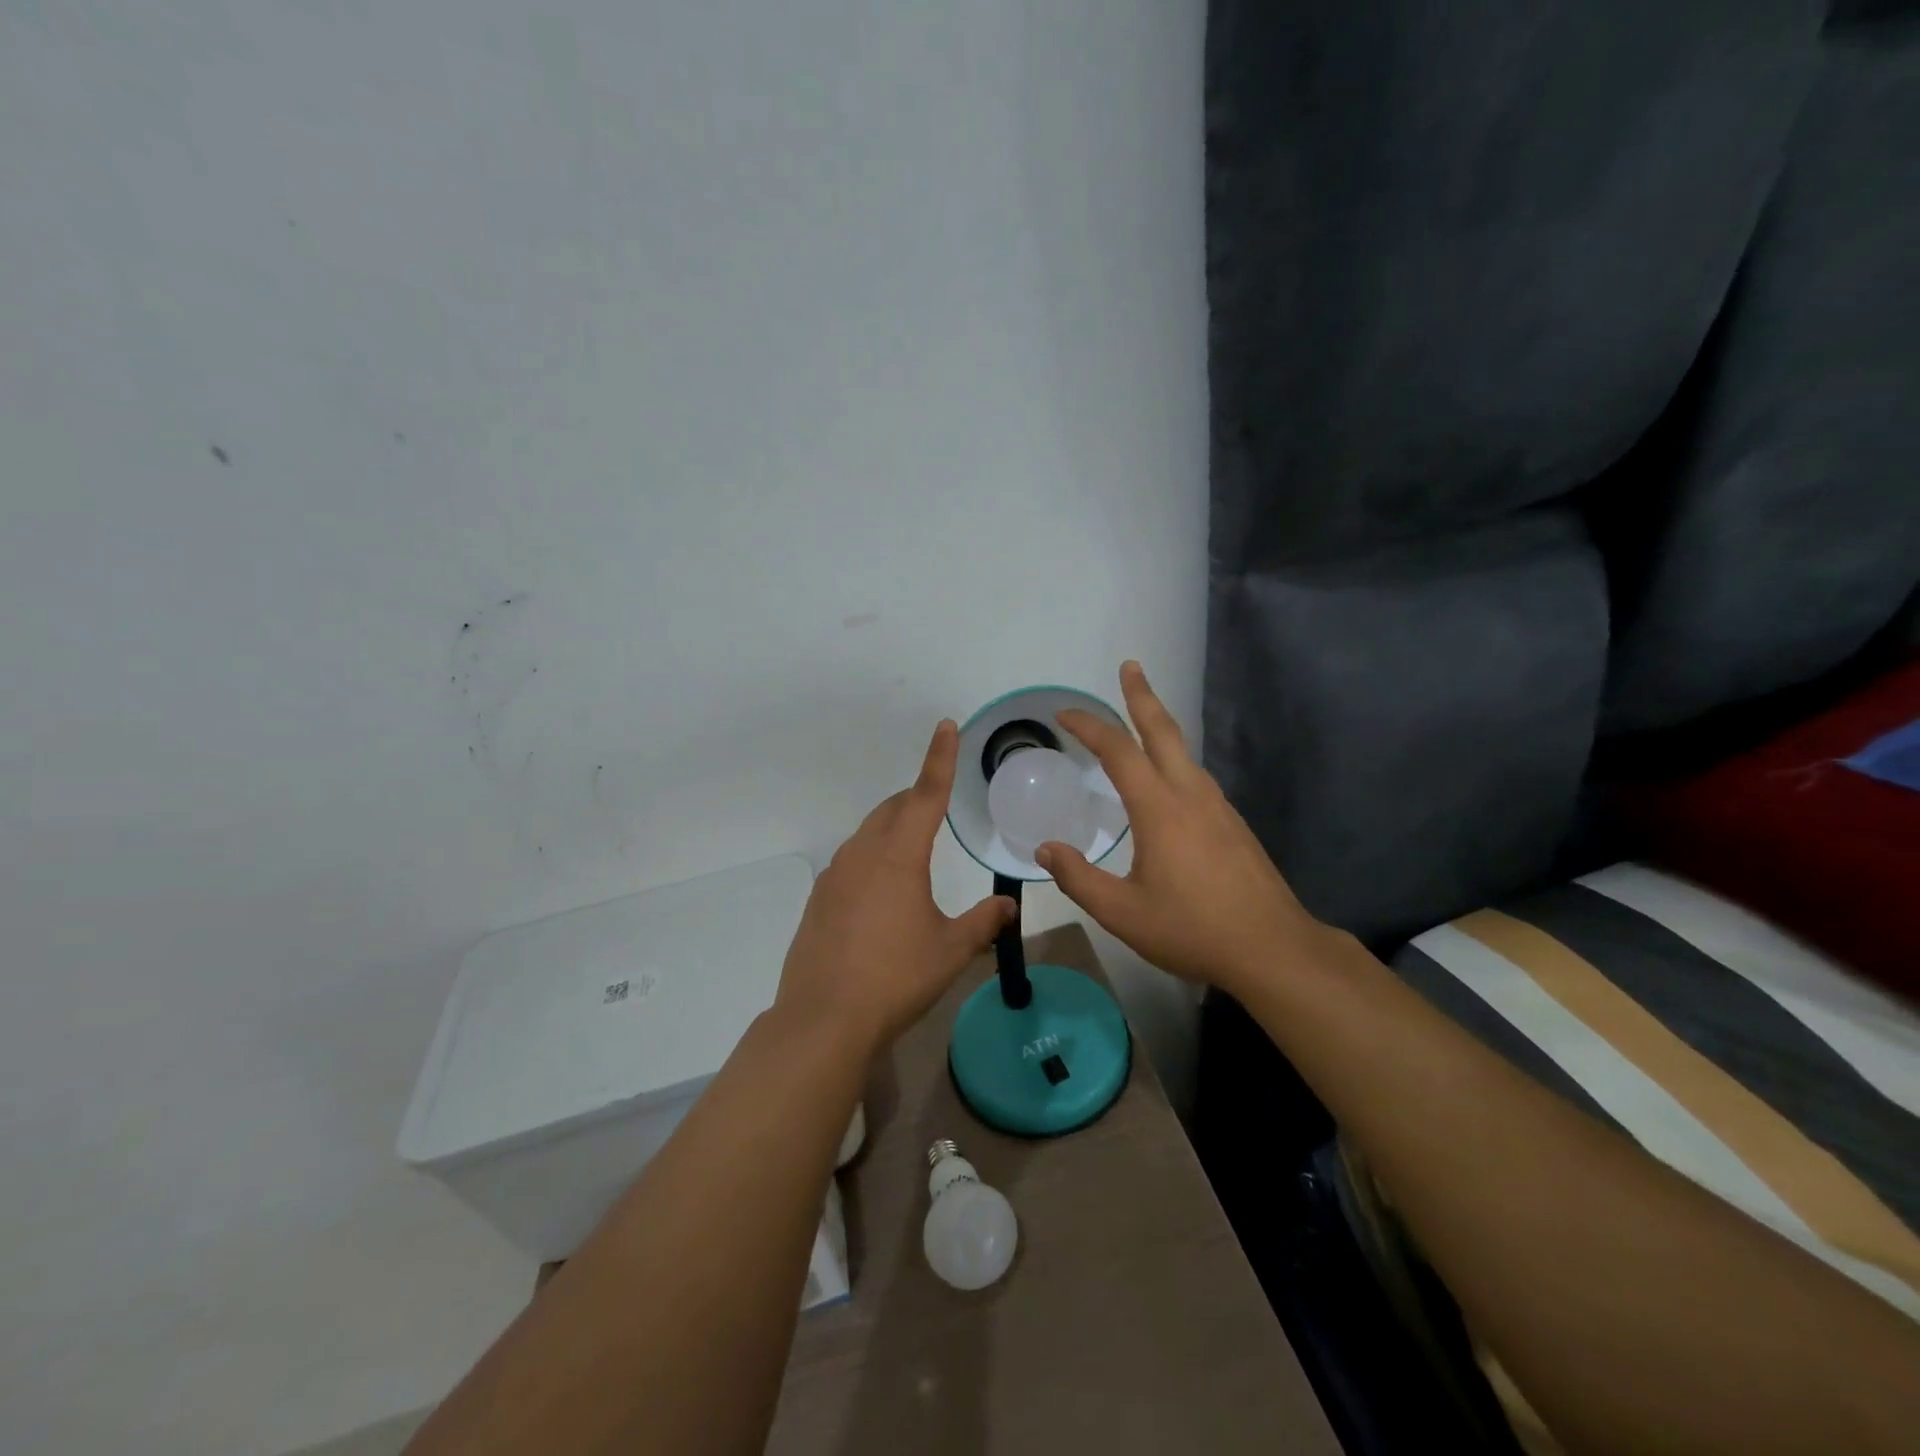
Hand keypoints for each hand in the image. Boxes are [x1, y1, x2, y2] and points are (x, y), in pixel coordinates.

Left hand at [776, 720, 1016, 1057]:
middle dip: (917, 798)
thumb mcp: (951, 950)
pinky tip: (882, 891)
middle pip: (893, 809)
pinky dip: (872, 856)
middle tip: (938, 801)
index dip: (940, 759)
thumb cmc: (896, 977)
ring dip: (893, 827)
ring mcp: (835, 875)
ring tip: (914, 848)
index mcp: (899, 856)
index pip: (926, 795)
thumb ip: (983, 923)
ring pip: (869, 833)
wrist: (824, 1019)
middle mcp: (863, 854)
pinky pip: (851, 861)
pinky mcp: (819, 899)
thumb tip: (1007, 907)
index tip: (946, 726)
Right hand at [1038, 661, 1328, 998]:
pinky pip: (1196, 776)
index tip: (1064, 713)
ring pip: (1184, 752)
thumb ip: (1078, 879)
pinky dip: (1174, 759)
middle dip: (1142, 696)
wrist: (1273, 948)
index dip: (1090, 727)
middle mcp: (1191, 794)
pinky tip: (1168, 780)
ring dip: (1160, 726)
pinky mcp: (1233, 824)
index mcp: (1160, 808)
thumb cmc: (1192, 929)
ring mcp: (1218, 807)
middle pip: (1164, 731)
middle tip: (1130, 667)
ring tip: (1141, 718)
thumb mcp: (1122, 912)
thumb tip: (1045, 850)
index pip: (1119, 751)